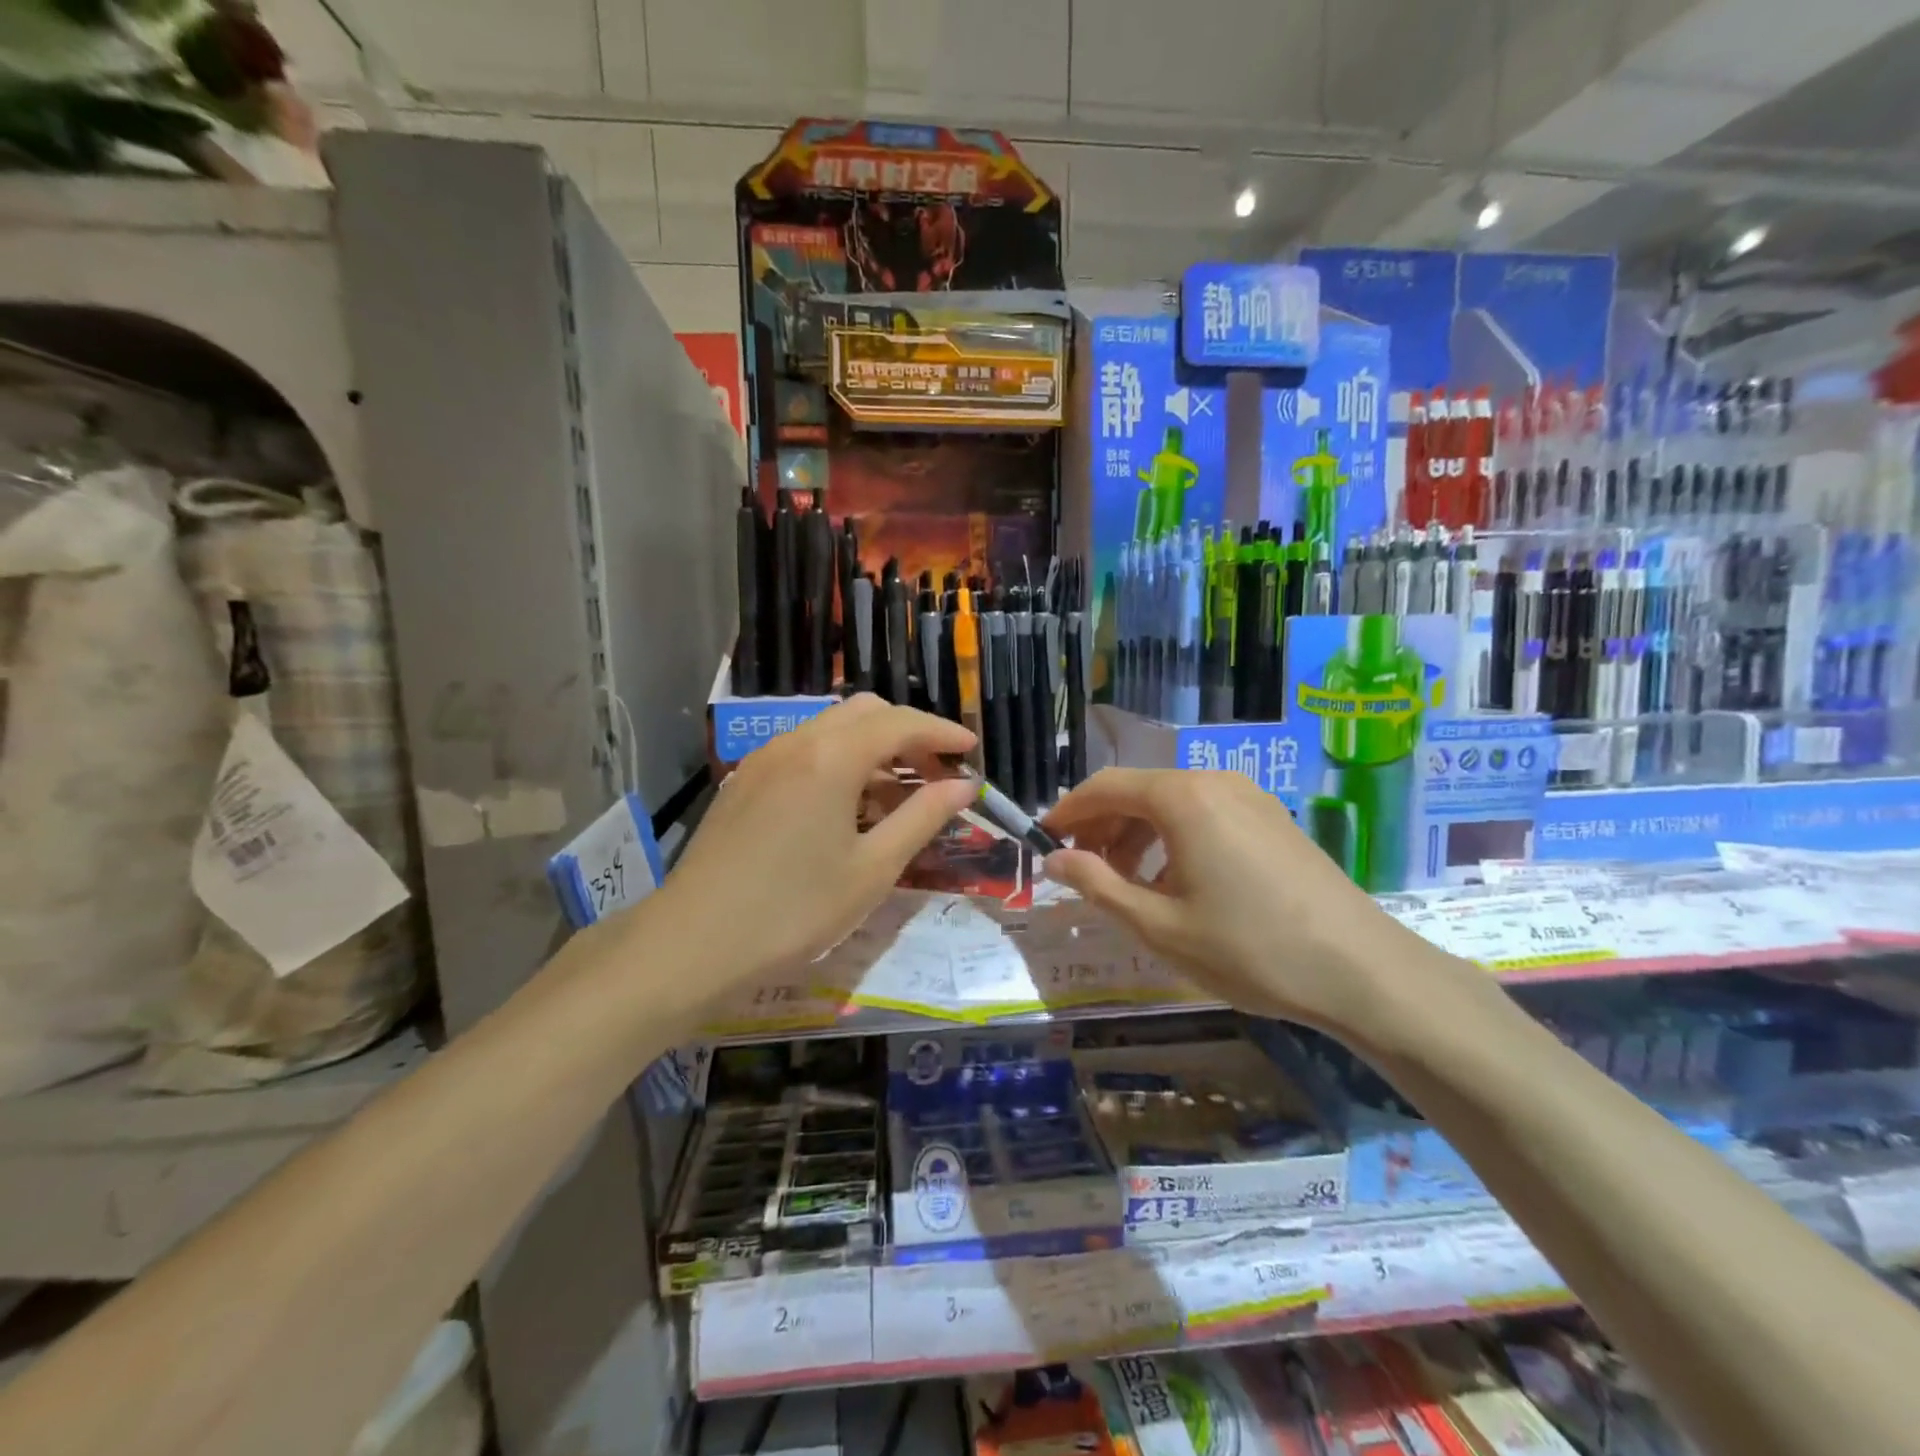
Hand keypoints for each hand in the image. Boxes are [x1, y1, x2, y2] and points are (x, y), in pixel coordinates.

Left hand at [652, 695, 976, 996]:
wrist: (693, 942)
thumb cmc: (794, 910)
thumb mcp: (872, 869)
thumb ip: (922, 818)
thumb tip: (964, 785)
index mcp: (831, 757)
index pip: (900, 723)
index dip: (942, 732)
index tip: (972, 751)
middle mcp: (797, 742)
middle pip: (865, 712)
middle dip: (908, 733)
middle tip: (937, 772)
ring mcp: (765, 758)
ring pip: (832, 728)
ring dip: (873, 746)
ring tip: (898, 792)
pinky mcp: (746, 780)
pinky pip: (805, 749)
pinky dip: (839, 759)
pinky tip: (849, 803)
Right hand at [1041, 768, 1427, 1036]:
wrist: (1361, 970)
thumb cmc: (1249, 948)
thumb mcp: (1159, 926)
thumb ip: (1098, 886)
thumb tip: (1056, 861)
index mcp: (1182, 797)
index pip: (1105, 787)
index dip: (1068, 813)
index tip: (1043, 841)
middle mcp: (1214, 781)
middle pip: (1138, 790)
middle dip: (1102, 826)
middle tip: (1083, 872)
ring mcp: (1249, 796)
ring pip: (1172, 802)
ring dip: (1137, 834)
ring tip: (1127, 884)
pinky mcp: (1272, 818)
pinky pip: (1205, 813)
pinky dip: (1174, 838)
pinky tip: (1176, 882)